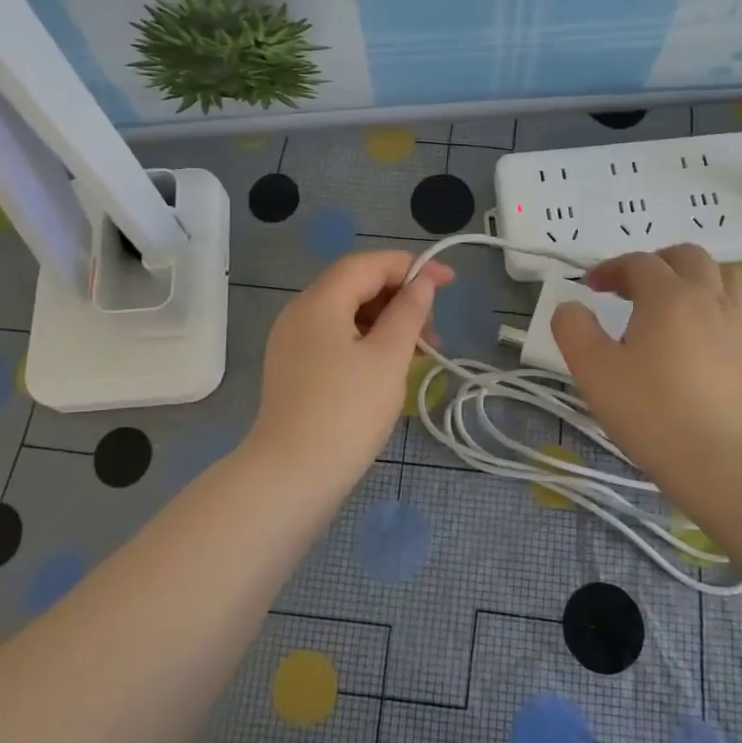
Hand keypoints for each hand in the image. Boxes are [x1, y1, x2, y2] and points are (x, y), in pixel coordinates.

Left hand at [246, 251, 454, 489]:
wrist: (292, 477)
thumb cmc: (347, 412)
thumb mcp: (388, 358)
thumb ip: (408, 312)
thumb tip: (422, 282)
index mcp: (319, 302)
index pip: (367, 265)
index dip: (410, 266)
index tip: (449, 281)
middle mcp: (300, 314)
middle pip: (355, 286)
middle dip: (399, 298)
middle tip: (433, 330)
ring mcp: (293, 343)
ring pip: (347, 315)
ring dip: (387, 324)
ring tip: (420, 353)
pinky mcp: (295, 370)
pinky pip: (336, 339)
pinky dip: (367, 343)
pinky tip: (391, 367)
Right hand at [551, 244, 741, 478]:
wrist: (710, 456)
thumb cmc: (646, 408)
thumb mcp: (591, 367)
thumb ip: (573, 327)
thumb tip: (572, 308)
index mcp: (667, 295)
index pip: (638, 262)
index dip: (611, 268)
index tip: (591, 288)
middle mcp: (707, 298)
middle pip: (688, 256)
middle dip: (657, 262)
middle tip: (633, 287)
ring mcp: (736, 324)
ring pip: (726, 275)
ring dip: (697, 275)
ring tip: (675, 298)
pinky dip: (727, 304)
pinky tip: (711, 323)